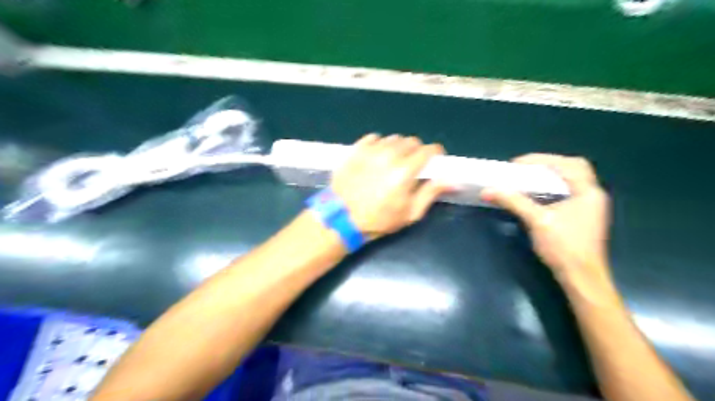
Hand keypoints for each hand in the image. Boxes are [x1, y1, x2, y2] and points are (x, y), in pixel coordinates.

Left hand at [331, 135, 451, 238]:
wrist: (342, 218)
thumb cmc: (379, 219)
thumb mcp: (410, 213)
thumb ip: (431, 192)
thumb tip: (452, 180)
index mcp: (405, 170)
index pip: (429, 149)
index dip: (435, 154)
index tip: (434, 160)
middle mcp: (389, 154)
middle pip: (412, 141)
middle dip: (417, 151)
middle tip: (412, 165)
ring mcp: (371, 150)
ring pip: (394, 138)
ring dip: (398, 147)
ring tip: (393, 162)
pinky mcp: (356, 149)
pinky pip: (374, 138)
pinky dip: (380, 144)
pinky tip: (377, 157)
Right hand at [480, 152, 608, 283]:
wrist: (581, 278)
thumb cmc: (563, 247)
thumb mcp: (537, 220)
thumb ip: (513, 201)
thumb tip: (488, 190)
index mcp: (588, 192)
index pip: (568, 164)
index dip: (542, 159)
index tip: (517, 164)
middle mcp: (592, 195)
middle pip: (572, 168)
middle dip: (548, 165)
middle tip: (523, 169)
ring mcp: (589, 207)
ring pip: (570, 181)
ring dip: (549, 176)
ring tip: (526, 178)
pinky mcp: (582, 217)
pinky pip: (567, 193)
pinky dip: (551, 188)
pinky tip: (536, 195)